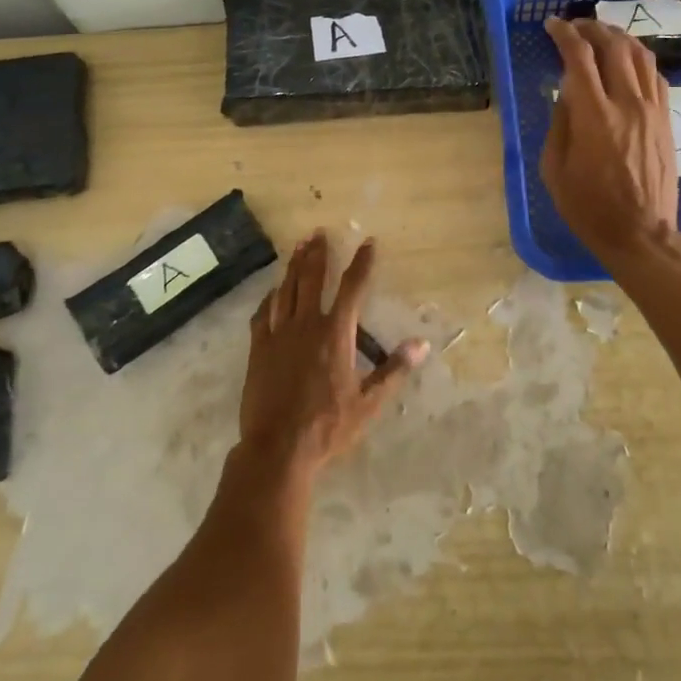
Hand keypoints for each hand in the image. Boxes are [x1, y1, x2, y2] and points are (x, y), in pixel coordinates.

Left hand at [239, 232, 427, 479]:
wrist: (278, 447)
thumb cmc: (328, 426)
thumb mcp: (368, 403)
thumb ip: (394, 370)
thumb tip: (422, 344)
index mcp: (335, 333)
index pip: (353, 288)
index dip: (362, 263)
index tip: (368, 243)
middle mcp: (306, 324)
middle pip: (312, 278)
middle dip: (318, 253)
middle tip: (319, 232)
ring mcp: (278, 334)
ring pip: (286, 289)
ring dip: (293, 266)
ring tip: (298, 246)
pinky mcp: (259, 348)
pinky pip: (264, 313)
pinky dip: (270, 297)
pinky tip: (273, 290)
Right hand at [541, 16, 680, 267]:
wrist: (640, 233)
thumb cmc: (588, 206)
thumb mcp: (554, 168)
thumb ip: (560, 123)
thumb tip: (567, 92)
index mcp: (593, 116)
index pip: (579, 58)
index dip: (564, 34)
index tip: (551, 25)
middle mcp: (627, 104)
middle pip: (613, 47)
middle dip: (591, 28)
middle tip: (574, 25)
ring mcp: (652, 110)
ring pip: (640, 56)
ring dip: (618, 38)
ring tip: (601, 34)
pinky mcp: (666, 119)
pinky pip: (656, 76)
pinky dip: (639, 60)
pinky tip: (627, 62)